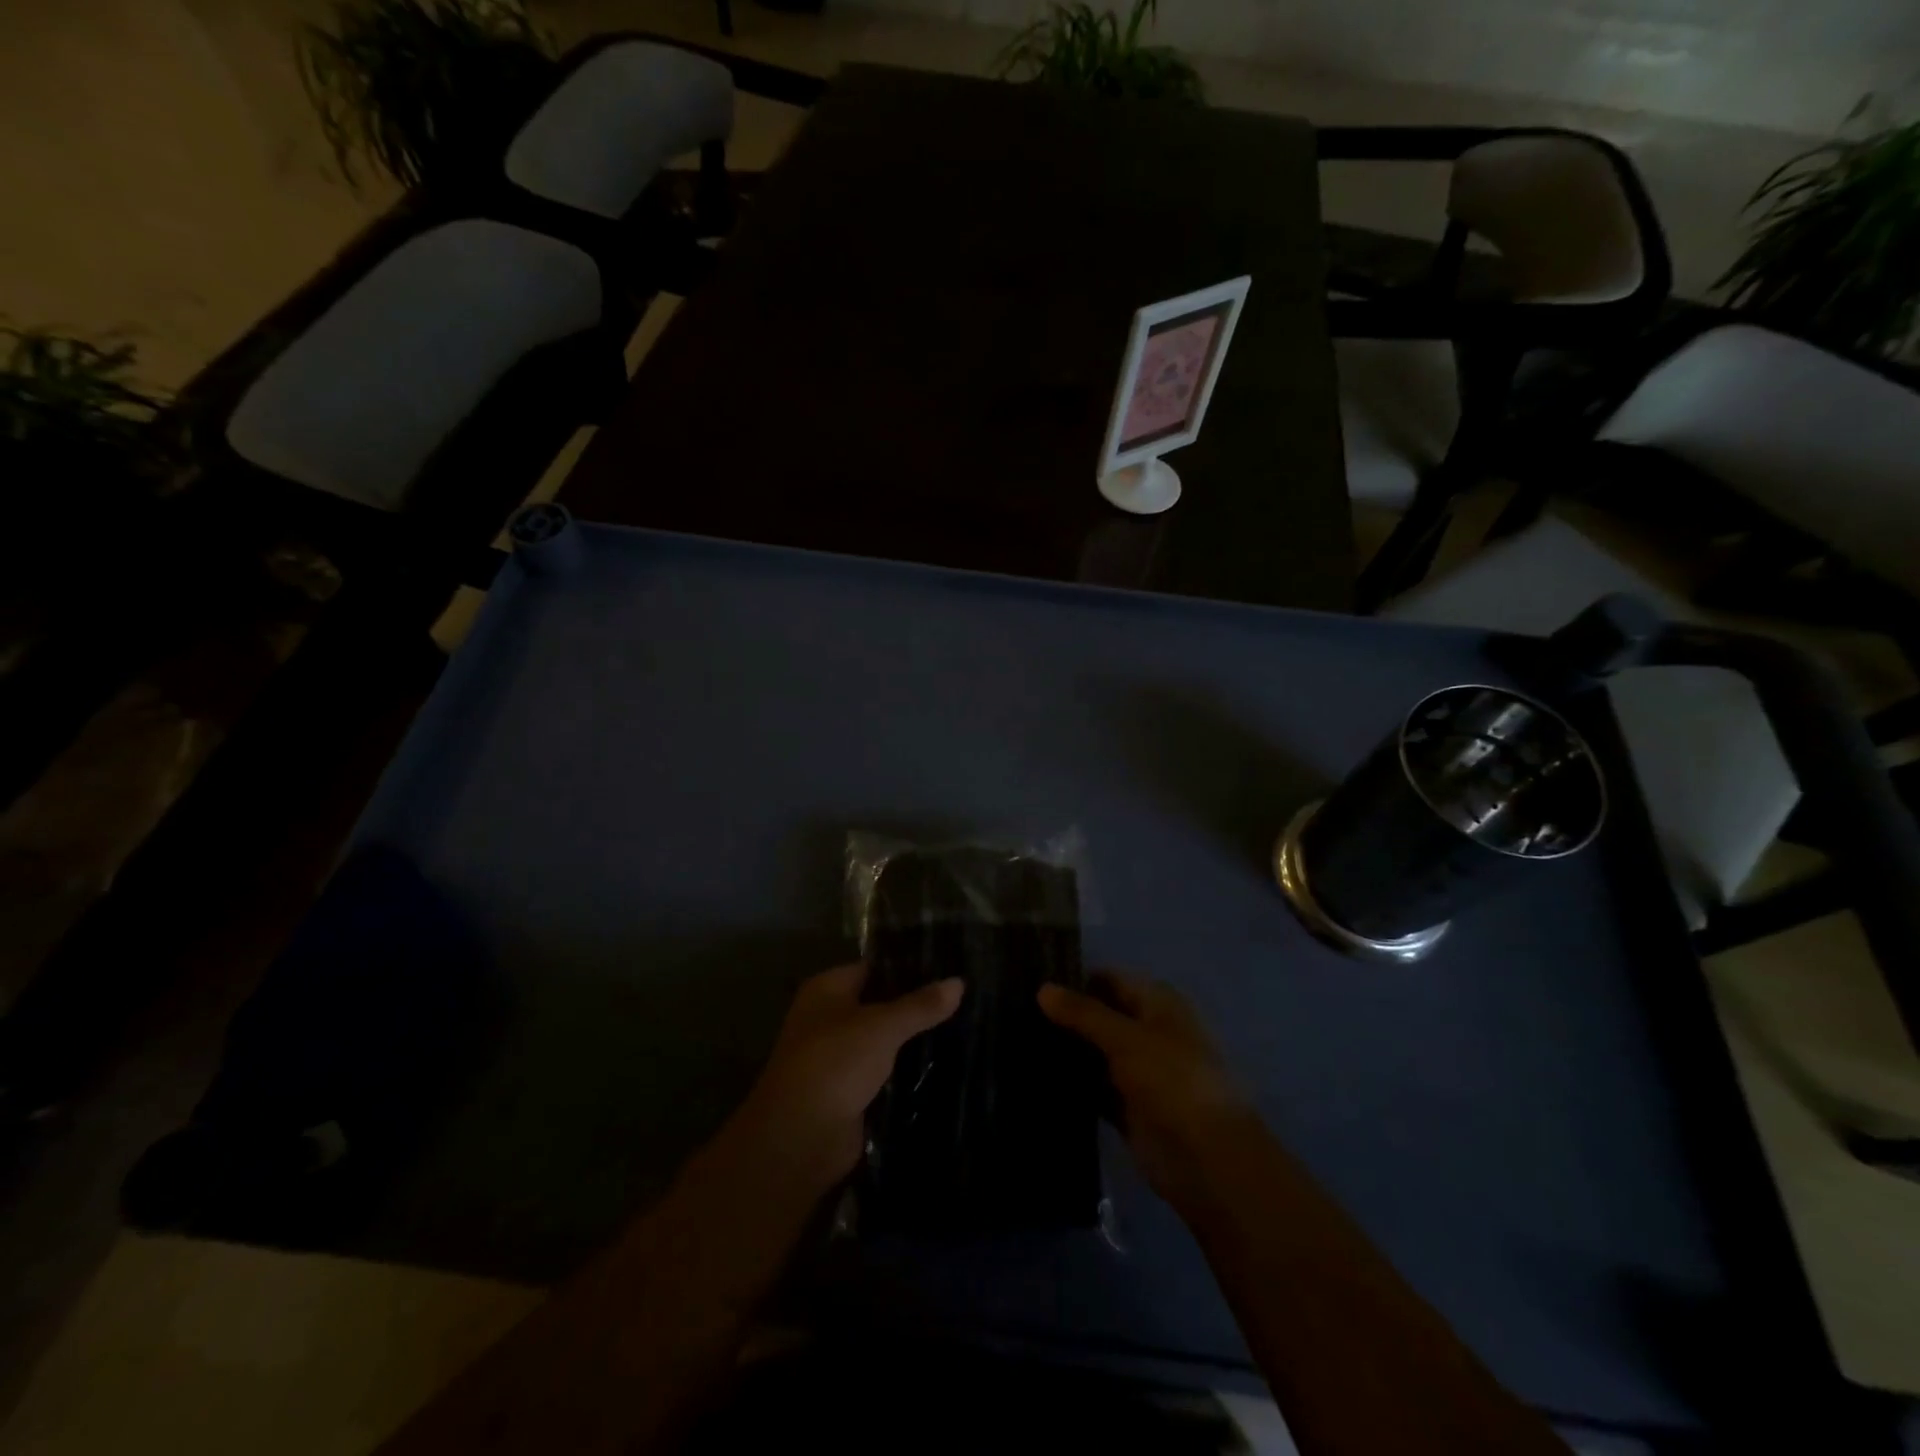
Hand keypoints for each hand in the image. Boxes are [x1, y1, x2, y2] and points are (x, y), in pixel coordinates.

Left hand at [733, 963, 964, 1188]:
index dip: (908, 967)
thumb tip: (959, 982)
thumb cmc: (835, 1064)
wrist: (801, 1139)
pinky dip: (906, 1071)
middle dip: (915, 1005)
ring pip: (884, 1041)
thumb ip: (920, 1005)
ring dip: (913, 1040)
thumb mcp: (882, 1027)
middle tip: (963, 998)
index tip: (948, 966)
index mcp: (827, 990)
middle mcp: (828, 1018)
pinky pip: (885, 1073)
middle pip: (879, 1004)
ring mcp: (838, 1057)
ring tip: (963, 1026)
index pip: (873, 968)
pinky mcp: (850, 1092)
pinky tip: (943, 1064)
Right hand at [1038, 971, 1254, 1208]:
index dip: (1074, 978)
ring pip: (1094, 1053)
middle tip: (1015, 1011)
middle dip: (1064, 1015)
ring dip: (1065, 1050)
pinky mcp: (1127, 1108)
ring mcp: (1138, 1072)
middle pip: (1100, 1016)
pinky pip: (1093, 1089)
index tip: (1031, 979)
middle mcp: (1148, 1032)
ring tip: (1017, 1040)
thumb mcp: (1126, 1038)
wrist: (1208, 1160)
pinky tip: (1035, 1078)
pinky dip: (1071, 1085)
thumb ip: (1083, 1013)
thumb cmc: (1174, 1081)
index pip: (1109, 979)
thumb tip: (1042, 988)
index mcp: (1158, 1005)